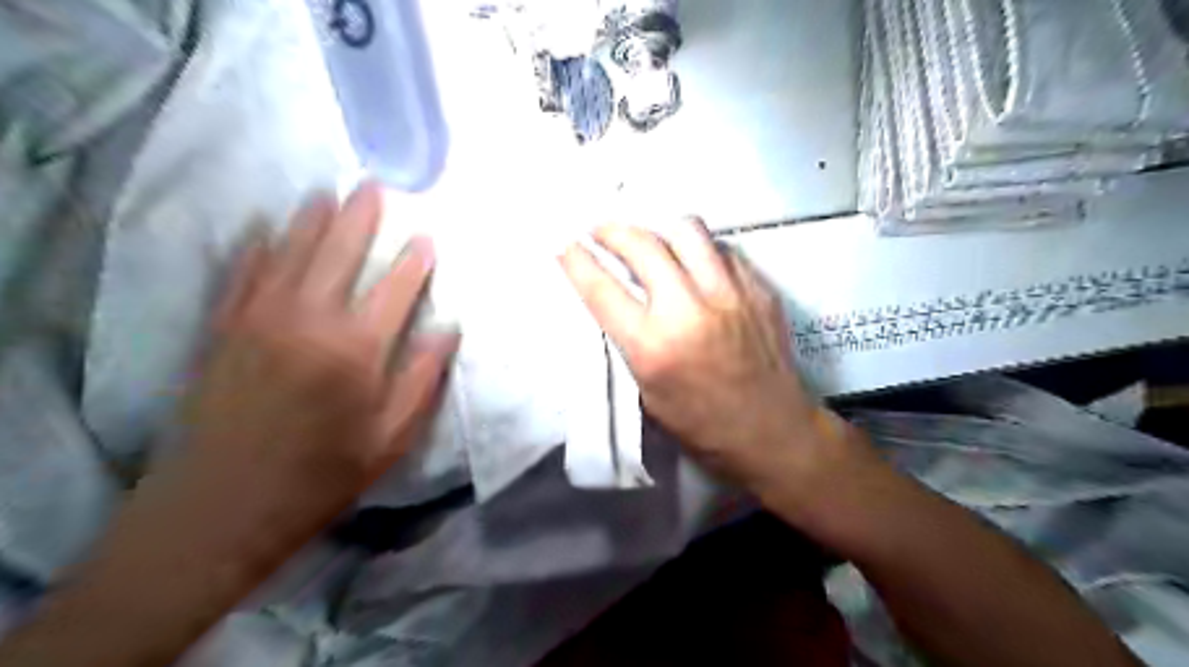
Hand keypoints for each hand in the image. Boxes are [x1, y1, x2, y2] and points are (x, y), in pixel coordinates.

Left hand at [156, 186, 456, 559]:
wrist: (219, 508)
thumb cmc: (321, 476)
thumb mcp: (391, 439)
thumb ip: (422, 379)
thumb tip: (449, 330)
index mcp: (357, 350)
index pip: (396, 288)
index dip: (415, 261)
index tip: (427, 238)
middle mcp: (309, 321)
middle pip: (340, 253)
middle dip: (360, 217)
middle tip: (373, 185)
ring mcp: (259, 319)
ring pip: (289, 252)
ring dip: (311, 219)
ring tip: (327, 193)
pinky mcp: (222, 329)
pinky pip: (240, 273)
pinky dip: (253, 246)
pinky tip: (261, 226)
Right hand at [563, 221, 859, 496]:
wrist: (772, 432)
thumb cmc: (701, 425)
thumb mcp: (648, 392)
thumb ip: (631, 341)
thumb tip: (618, 298)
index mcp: (653, 346)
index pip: (602, 289)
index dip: (576, 261)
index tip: (565, 245)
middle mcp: (689, 310)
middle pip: (642, 245)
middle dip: (611, 231)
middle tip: (600, 232)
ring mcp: (730, 295)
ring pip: (687, 231)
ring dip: (659, 231)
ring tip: (651, 242)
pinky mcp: (759, 290)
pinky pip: (723, 251)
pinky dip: (701, 252)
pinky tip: (696, 266)